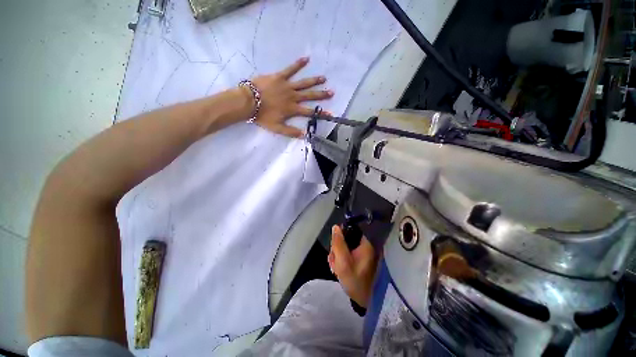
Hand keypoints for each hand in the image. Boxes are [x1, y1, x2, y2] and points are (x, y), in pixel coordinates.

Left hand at [248, 57, 333, 137]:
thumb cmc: (262, 116)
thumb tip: (305, 135)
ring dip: (314, 81)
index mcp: (293, 109)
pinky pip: (290, 69)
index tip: (331, 114)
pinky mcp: (280, 77)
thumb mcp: (277, 128)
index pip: (310, 112)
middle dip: (321, 95)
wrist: (248, 102)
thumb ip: (291, 132)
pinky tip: (306, 59)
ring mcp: (287, 86)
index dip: (321, 114)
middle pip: (310, 96)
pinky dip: (298, 64)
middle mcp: (293, 97)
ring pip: (303, 83)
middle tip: (331, 92)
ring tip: (324, 78)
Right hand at [328, 225, 378, 307]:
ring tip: (336, 268)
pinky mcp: (359, 260)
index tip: (334, 249)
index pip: (349, 231)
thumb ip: (338, 243)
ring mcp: (362, 253)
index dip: (339, 238)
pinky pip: (347, 254)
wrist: (363, 300)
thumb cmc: (354, 280)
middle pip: (346, 239)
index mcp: (365, 244)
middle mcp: (365, 246)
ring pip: (345, 247)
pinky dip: (341, 260)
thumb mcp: (343, 261)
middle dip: (337, 250)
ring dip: (337, 257)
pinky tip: (338, 269)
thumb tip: (335, 226)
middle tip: (334, 262)